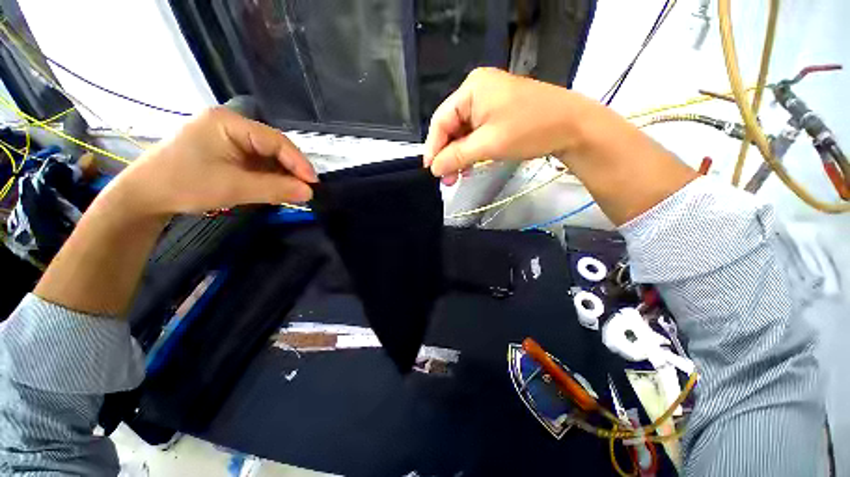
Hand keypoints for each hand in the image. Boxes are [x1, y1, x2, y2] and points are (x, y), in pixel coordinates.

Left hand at [110, 107, 316, 215]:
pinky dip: (268, 176)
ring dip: (281, 174)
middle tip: (305, 190)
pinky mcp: (226, 151)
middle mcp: (230, 124)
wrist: (144, 196)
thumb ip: (275, 189)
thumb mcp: (233, 188)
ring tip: (293, 191)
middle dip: (290, 169)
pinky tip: (276, 188)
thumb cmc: (184, 185)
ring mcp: (228, 137)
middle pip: (272, 146)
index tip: (313, 183)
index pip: (275, 140)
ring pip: (266, 156)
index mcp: (228, 122)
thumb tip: (310, 193)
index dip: (298, 162)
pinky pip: (256, 162)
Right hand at [424, 68, 588, 184]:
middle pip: (451, 127)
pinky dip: (471, 152)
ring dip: (458, 156)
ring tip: (455, 177)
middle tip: (445, 179)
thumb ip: (456, 156)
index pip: (441, 121)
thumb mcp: (488, 144)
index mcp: (471, 89)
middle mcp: (476, 91)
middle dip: (447, 155)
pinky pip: (476, 134)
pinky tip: (469, 166)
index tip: (430, 171)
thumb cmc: (530, 130)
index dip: (433, 148)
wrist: (573, 127)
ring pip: (463, 133)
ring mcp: (488, 102)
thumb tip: (433, 168)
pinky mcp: (497, 113)